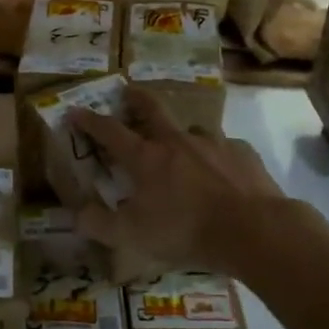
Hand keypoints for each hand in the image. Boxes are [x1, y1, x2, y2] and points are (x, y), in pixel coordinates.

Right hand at [68, 86, 285, 272]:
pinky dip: (216, 158)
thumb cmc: (185, 230)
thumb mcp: (132, 236)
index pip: (110, 132)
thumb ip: (99, 225)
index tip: (76, 111)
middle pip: (152, 109)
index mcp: (146, 158)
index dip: (90, 121)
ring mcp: (213, 143)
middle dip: (136, 99)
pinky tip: (221, 174)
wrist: (253, 230)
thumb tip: (76, 214)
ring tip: (183, 149)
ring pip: (191, 130)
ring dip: (181, 135)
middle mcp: (177, 141)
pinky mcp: (243, 153)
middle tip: (128, 92)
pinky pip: (225, 150)